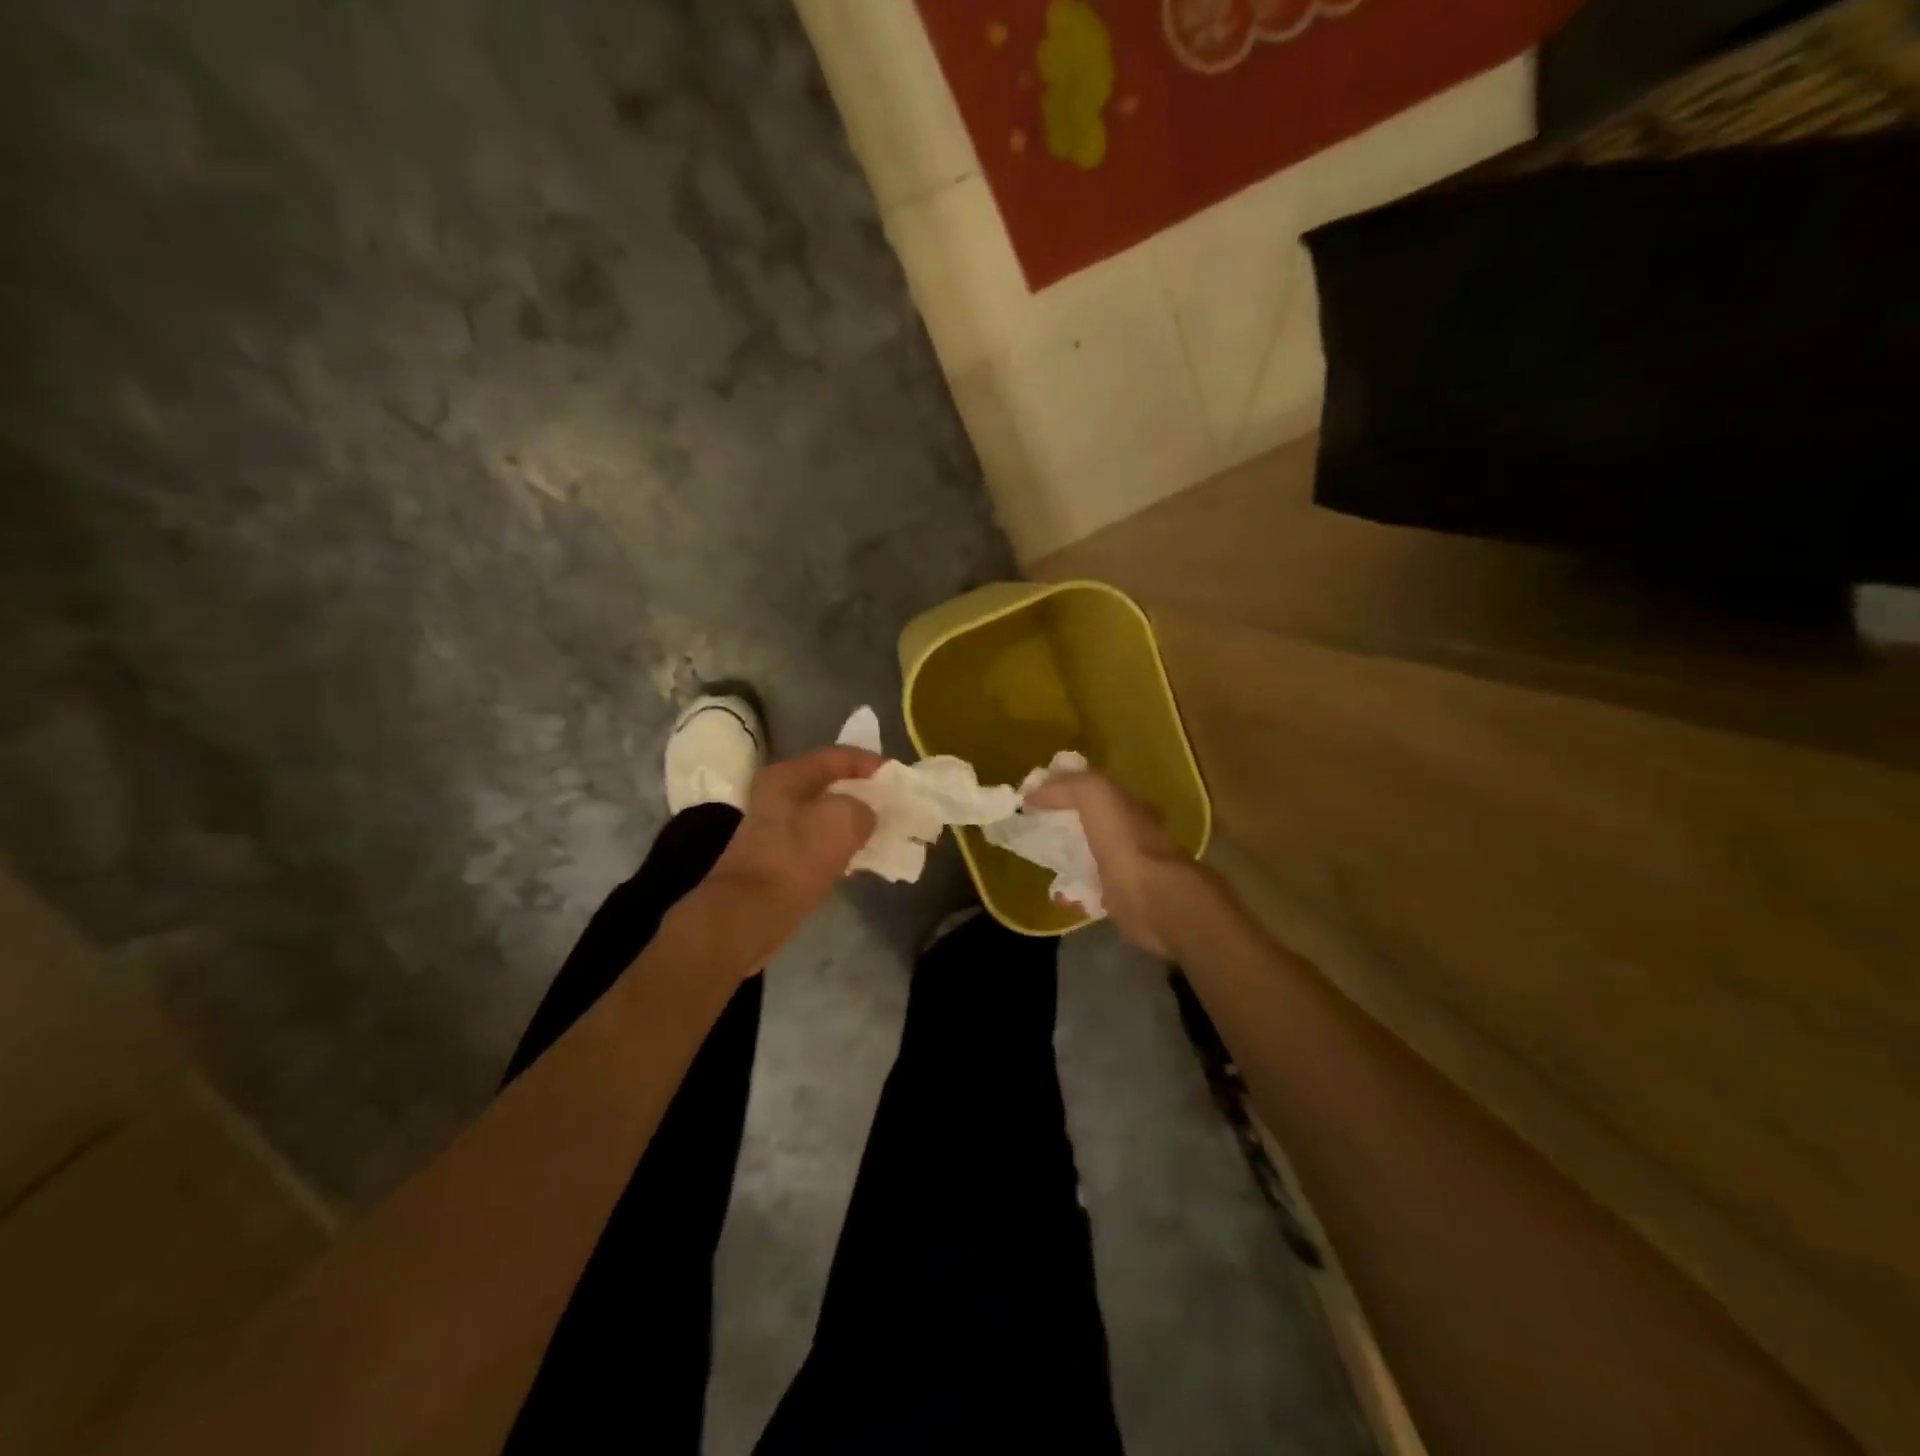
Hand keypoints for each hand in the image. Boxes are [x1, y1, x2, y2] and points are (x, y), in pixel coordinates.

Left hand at [701, 745, 881, 964]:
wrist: (750, 913)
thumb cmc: (796, 856)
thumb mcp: (843, 820)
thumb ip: (864, 809)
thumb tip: (864, 817)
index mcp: (787, 776)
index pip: (838, 756)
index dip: (871, 763)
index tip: (899, 777)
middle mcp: (777, 796)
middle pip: (831, 785)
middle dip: (864, 794)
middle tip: (894, 804)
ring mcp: (776, 828)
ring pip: (826, 816)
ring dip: (854, 822)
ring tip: (884, 831)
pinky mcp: (779, 858)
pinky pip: (819, 843)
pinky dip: (841, 846)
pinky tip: (860, 858)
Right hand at [1026, 771, 1192, 955]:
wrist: (1151, 898)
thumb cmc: (1124, 840)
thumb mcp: (1095, 793)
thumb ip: (1066, 786)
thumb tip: (1033, 793)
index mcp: (1130, 805)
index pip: (1096, 791)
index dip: (1066, 790)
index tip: (1036, 797)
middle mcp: (1133, 834)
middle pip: (1091, 824)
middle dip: (1064, 825)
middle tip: (1034, 829)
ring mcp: (1128, 868)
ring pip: (1089, 856)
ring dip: (1066, 858)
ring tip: (1041, 861)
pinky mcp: (1121, 899)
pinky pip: (1089, 890)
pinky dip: (1072, 891)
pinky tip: (1057, 893)